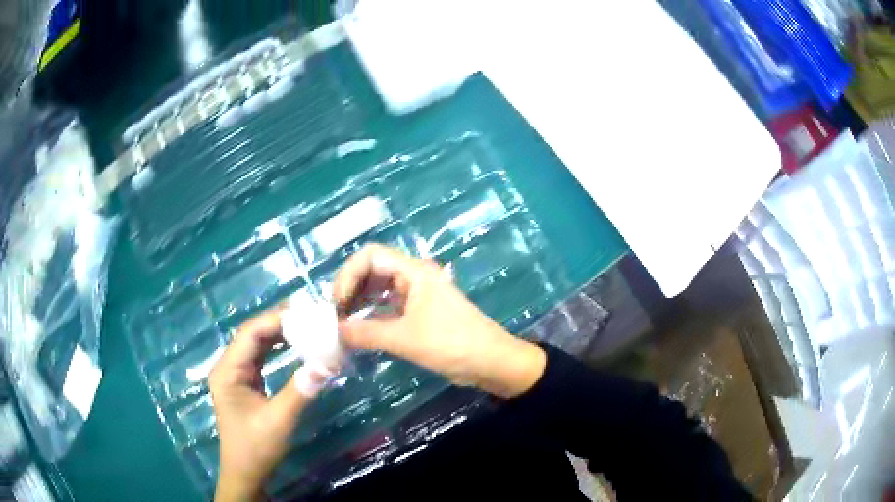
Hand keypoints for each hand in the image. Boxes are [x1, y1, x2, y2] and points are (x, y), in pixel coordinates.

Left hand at [209, 311, 332, 501]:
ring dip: (280, 333)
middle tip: (312, 317)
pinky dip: (277, 348)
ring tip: (307, 326)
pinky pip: (260, 357)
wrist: (245, 473)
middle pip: (252, 334)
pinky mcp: (244, 382)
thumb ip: (300, 390)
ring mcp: (235, 374)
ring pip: (256, 343)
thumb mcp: (279, 420)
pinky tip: (294, 345)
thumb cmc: (256, 448)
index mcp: (227, 371)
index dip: (277, 320)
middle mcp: (227, 366)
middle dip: (280, 323)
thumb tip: (328, 362)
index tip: (308, 316)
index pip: (250, 333)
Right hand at [333, 244, 545, 398]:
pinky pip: (388, 308)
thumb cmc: (451, 343)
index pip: (370, 256)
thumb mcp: (405, 338)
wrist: (491, 362)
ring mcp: (417, 296)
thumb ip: (366, 333)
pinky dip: (371, 318)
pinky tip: (360, 333)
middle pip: (372, 271)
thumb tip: (334, 331)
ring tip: (342, 325)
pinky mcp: (420, 314)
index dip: (348, 275)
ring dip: (359, 304)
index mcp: (414, 272)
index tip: (337, 303)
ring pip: (379, 291)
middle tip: (335, 316)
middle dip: (350, 289)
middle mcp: (414, 277)